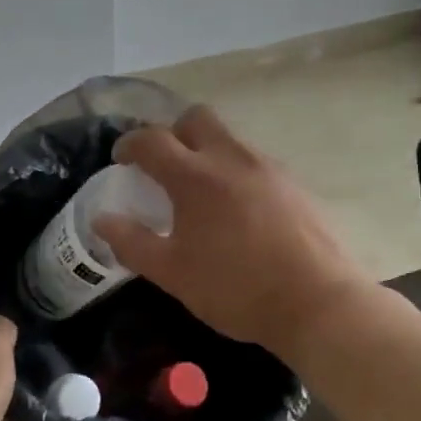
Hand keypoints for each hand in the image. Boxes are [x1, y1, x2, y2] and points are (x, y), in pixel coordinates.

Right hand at [93, 105, 369, 352]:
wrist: (318, 301)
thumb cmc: (236, 288)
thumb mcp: (173, 274)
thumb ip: (133, 243)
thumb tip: (102, 221)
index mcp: (195, 176)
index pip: (152, 140)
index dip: (130, 144)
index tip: (121, 159)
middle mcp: (231, 158)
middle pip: (196, 118)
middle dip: (173, 132)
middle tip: (164, 165)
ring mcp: (268, 167)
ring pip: (229, 138)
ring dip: (207, 150)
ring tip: (202, 191)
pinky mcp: (294, 183)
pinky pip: (255, 161)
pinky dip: (236, 171)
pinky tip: (239, 209)